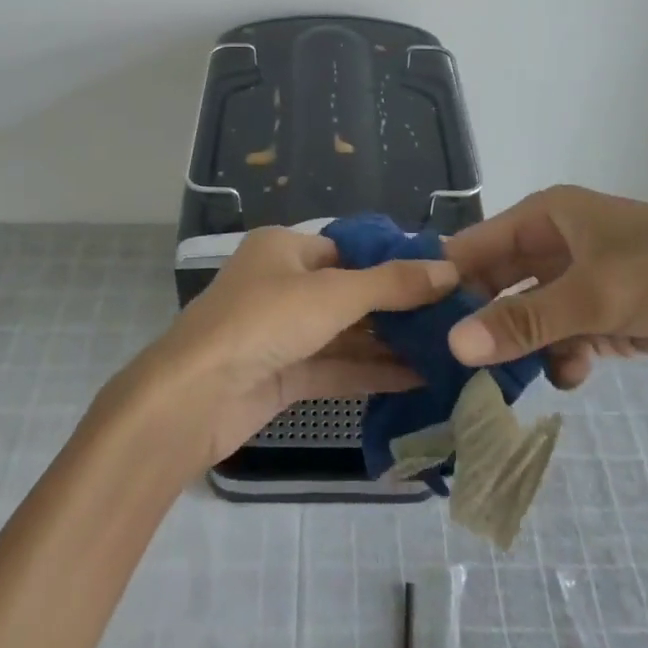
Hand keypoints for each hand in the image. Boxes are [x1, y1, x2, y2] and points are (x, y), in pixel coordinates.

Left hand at [125, 227, 458, 462]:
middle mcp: (282, 284)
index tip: (442, 277)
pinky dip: (372, 372)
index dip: (393, 262)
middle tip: (454, 318)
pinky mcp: (282, 376)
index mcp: (284, 248)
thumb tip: (449, 270)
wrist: (193, 398)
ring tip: (447, 350)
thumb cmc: (263, 322)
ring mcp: (281, 333)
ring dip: (389, 344)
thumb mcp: (333, 294)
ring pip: (345, 334)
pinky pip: (335, 367)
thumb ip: (392, 284)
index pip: (349, 249)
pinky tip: (419, 379)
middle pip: (350, 292)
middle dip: (397, 308)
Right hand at [442, 186, 647, 385]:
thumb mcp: (592, 295)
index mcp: (546, 215)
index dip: (446, 281)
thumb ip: (523, 320)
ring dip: (524, 345)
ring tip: (510, 382)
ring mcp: (583, 280)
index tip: (417, 326)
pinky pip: (566, 335)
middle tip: (455, 369)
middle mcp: (557, 242)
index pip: (475, 245)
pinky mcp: (608, 313)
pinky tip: (573, 374)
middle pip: (500, 282)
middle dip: (484, 321)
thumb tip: (454, 344)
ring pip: (531, 314)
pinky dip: (563, 356)